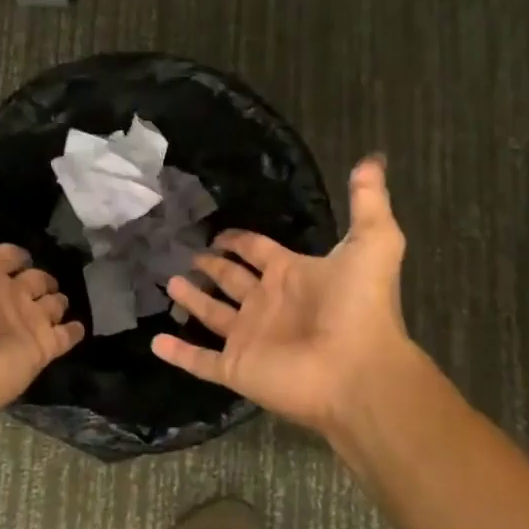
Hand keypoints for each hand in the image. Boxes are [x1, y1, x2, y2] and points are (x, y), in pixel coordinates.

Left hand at [0, 141, 84, 417]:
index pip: (6, 255)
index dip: (15, 251)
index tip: (33, 237)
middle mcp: (5, 296)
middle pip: (32, 280)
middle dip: (43, 274)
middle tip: (70, 260)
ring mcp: (26, 323)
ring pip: (50, 305)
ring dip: (61, 298)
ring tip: (80, 288)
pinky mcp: (44, 347)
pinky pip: (66, 335)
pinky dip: (75, 328)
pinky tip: (86, 320)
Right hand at [154, 156, 441, 438]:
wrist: (358, 369)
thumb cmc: (360, 306)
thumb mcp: (373, 242)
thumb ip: (367, 201)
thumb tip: (372, 159)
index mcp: (291, 276)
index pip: (257, 252)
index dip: (239, 241)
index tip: (218, 233)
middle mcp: (267, 305)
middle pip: (232, 281)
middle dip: (212, 266)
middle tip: (188, 254)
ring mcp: (250, 338)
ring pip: (212, 316)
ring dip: (192, 301)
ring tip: (169, 282)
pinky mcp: (237, 367)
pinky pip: (200, 360)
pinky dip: (178, 353)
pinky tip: (156, 342)